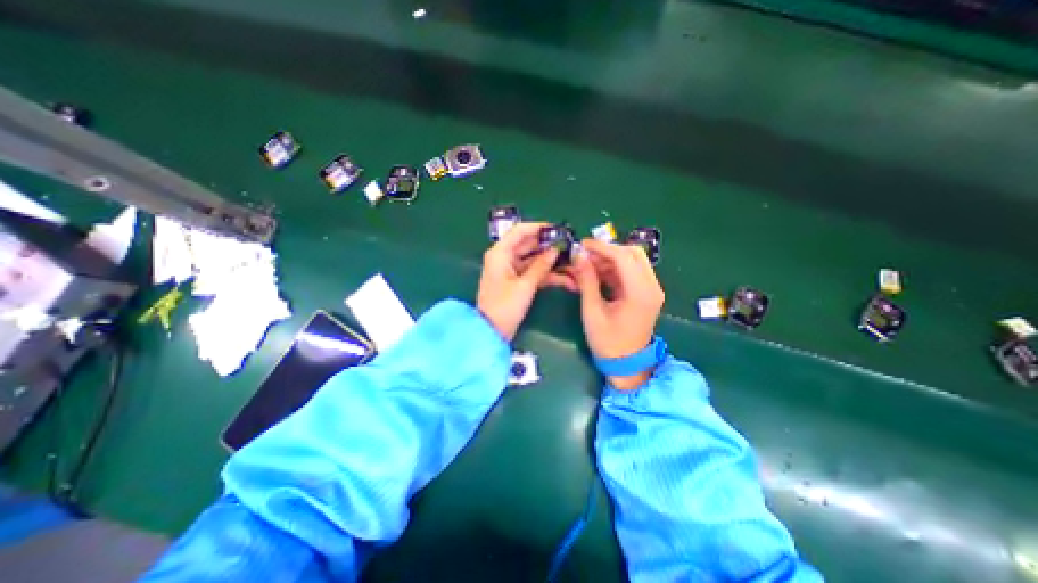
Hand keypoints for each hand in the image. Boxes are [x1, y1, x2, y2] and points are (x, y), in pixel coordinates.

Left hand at [478, 223, 576, 341]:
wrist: (491, 332)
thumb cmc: (504, 307)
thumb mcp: (525, 286)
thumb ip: (541, 266)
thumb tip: (555, 250)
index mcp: (501, 253)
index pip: (520, 231)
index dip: (539, 228)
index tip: (558, 229)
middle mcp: (505, 257)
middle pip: (529, 245)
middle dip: (549, 246)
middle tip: (570, 246)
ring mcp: (511, 270)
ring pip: (534, 260)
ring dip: (551, 262)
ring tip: (572, 263)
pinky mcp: (517, 282)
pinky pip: (533, 272)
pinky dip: (547, 275)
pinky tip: (565, 278)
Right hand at [568, 238, 665, 389]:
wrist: (627, 365)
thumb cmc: (608, 343)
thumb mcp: (592, 311)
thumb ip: (586, 280)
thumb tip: (577, 255)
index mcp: (640, 293)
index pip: (623, 257)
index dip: (601, 247)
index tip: (581, 245)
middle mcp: (651, 286)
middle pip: (633, 253)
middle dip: (607, 250)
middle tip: (585, 255)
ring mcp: (651, 289)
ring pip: (632, 260)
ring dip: (610, 259)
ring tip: (587, 265)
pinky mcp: (646, 293)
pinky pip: (631, 272)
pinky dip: (614, 269)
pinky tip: (597, 274)